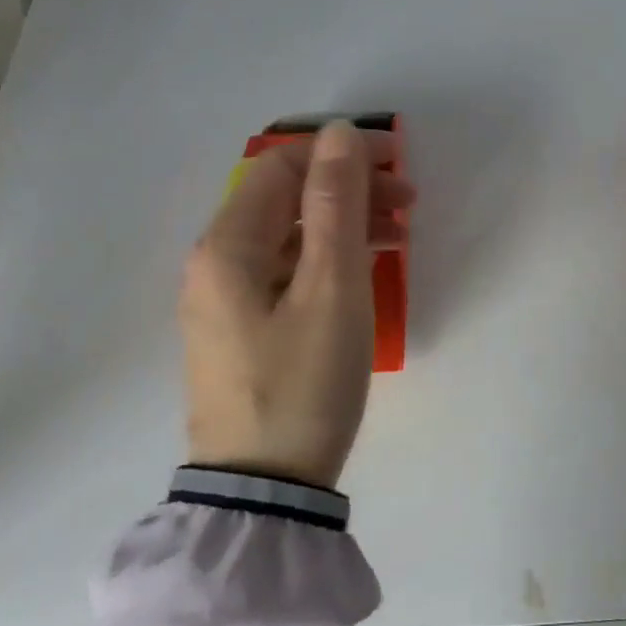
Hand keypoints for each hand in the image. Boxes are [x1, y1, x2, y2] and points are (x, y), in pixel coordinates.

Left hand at [179, 120, 413, 487]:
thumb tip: (339, 134)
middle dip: (349, 187)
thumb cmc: (304, 382)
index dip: (340, 153)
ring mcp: (226, 299)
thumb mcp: (332, 287)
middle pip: (285, 198)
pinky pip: (288, 269)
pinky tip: (365, 269)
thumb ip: (336, 204)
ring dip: (344, 221)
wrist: (265, 492)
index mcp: (228, 246)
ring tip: (399, 235)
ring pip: (290, 234)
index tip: (397, 161)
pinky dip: (328, 256)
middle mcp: (216, 263)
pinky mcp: (242, 329)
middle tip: (408, 201)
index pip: (281, 165)